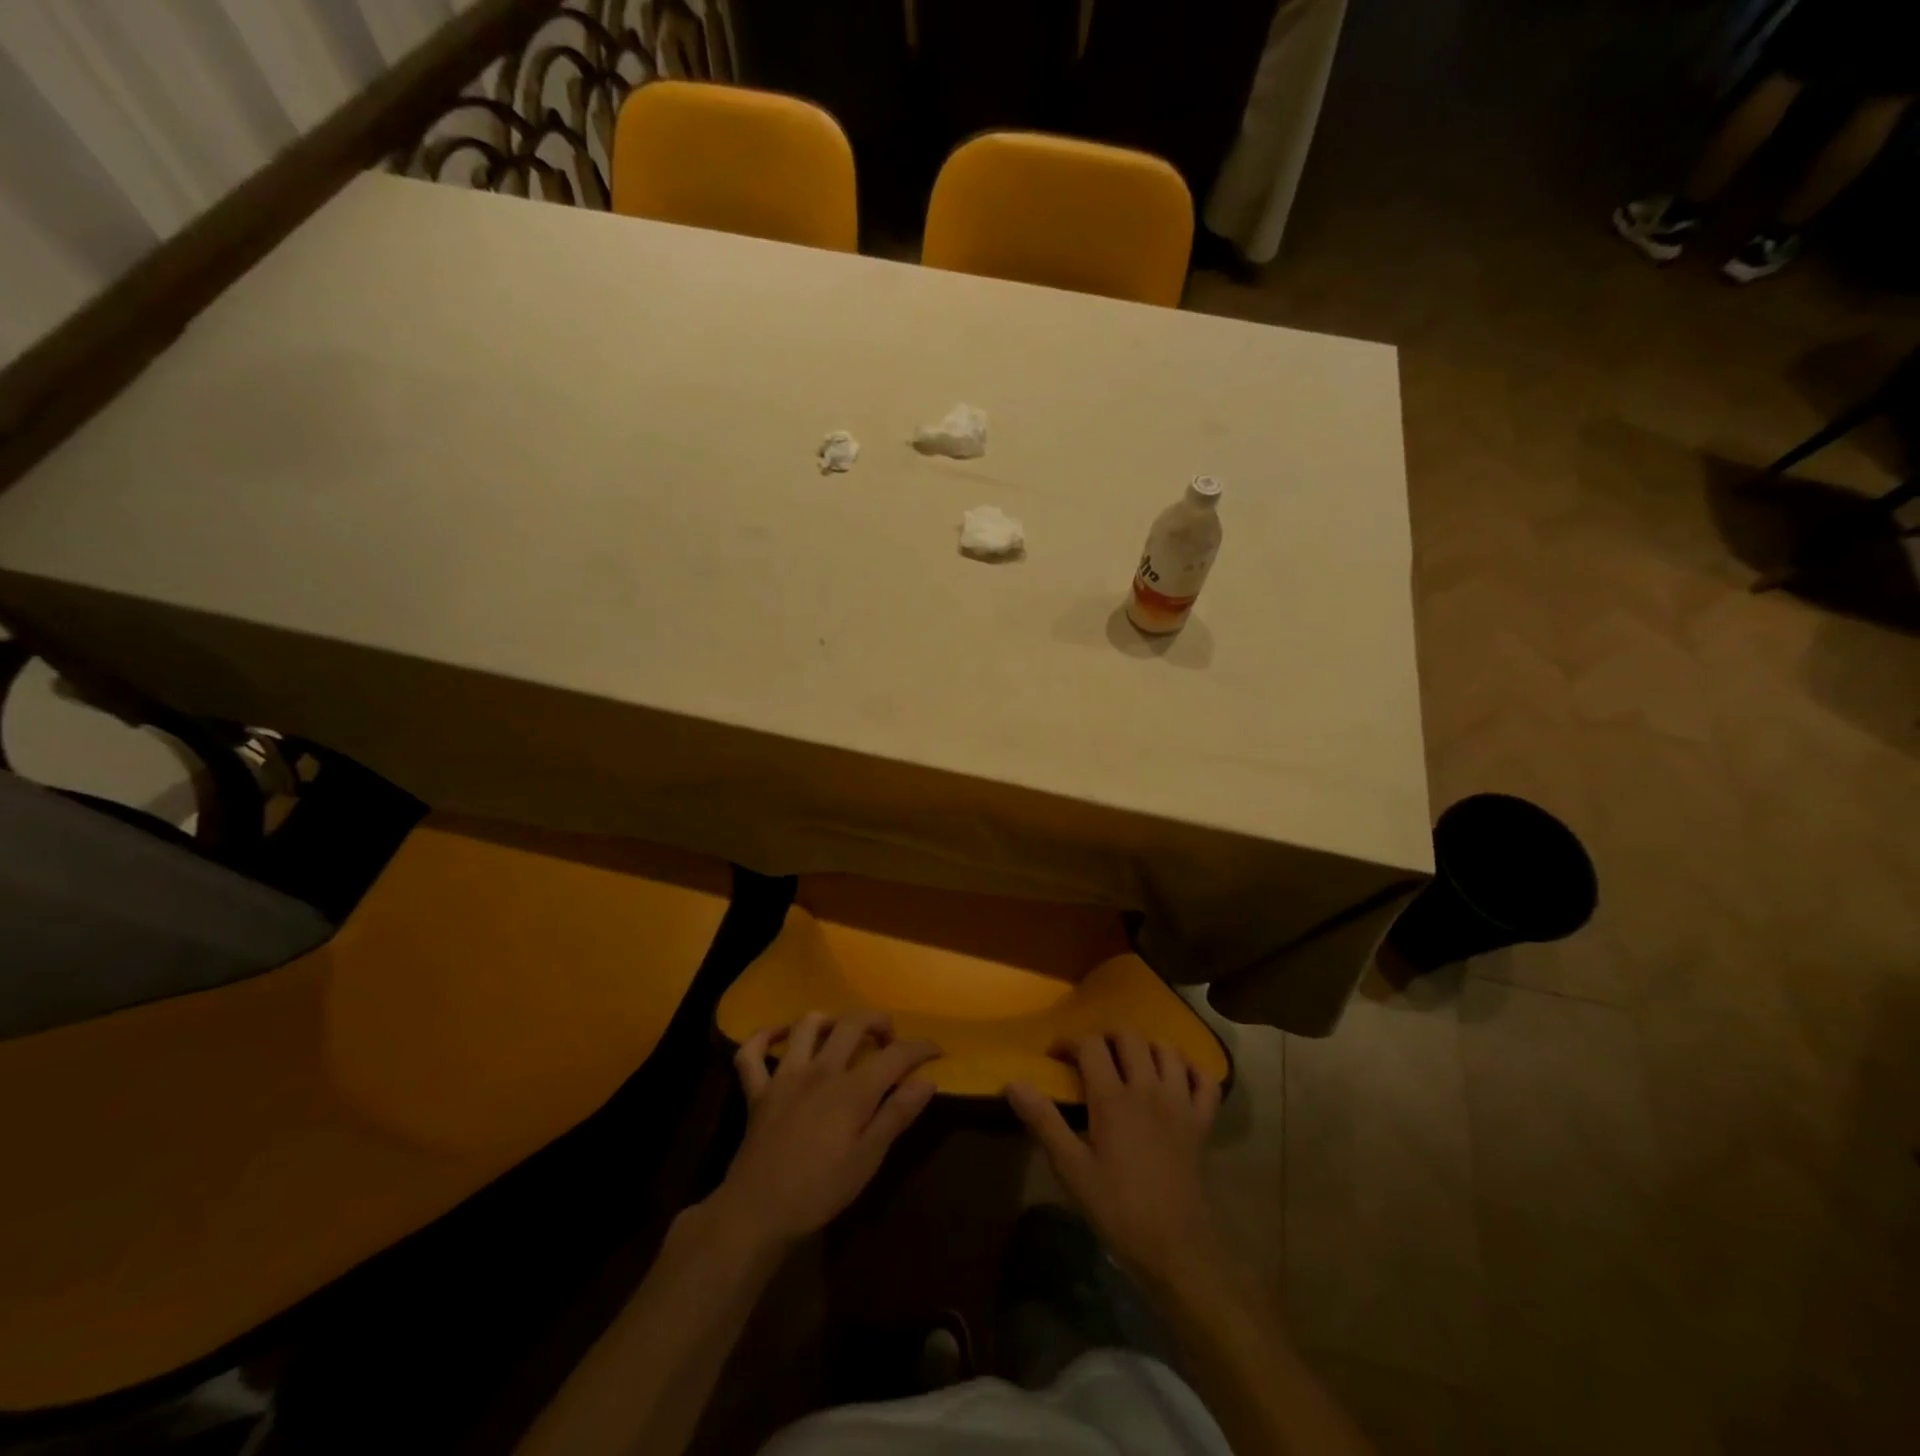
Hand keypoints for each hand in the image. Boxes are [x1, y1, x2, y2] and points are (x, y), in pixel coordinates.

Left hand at [709, 1011, 940, 1249]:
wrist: (758, 1212)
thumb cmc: (820, 1190)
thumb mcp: (869, 1159)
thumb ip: (897, 1114)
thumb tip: (927, 1080)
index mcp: (852, 1089)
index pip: (896, 1054)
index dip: (920, 1047)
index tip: (936, 1050)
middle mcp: (821, 1070)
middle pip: (852, 1023)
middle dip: (878, 1020)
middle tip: (888, 1038)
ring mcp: (785, 1076)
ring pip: (806, 1026)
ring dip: (828, 1021)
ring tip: (840, 1034)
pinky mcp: (757, 1090)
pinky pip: (752, 1053)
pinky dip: (765, 1036)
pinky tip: (781, 1036)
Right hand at [1007, 1034, 1222, 1285]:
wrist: (1175, 1249)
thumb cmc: (1117, 1208)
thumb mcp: (1071, 1169)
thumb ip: (1043, 1121)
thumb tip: (1013, 1083)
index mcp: (1113, 1097)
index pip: (1090, 1045)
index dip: (1069, 1042)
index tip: (1056, 1057)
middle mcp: (1148, 1088)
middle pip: (1129, 1036)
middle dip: (1106, 1037)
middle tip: (1092, 1057)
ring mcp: (1180, 1102)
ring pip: (1167, 1050)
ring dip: (1147, 1048)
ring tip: (1131, 1064)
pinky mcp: (1202, 1122)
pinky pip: (1205, 1079)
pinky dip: (1191, 1070)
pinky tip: (1176, 1079)